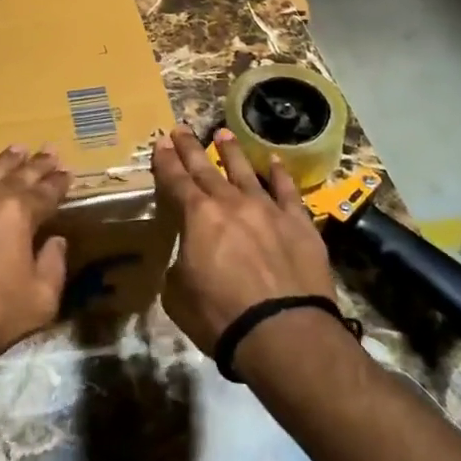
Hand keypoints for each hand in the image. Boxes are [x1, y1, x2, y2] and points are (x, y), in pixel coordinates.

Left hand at [0, 144, 70, 386]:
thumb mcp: (37, 303)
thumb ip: (53, 267)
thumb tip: (55, 241)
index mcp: (17, 212)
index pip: (45, 191)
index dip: (59, 182)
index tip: (67, 173)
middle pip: (17, 173)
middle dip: (36, 164)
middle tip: (49, 151)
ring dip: (4, 162)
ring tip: (17, 150)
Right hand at [152, 125, 336, 353]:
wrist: (283, 332)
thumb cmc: (221, 317)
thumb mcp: (178, 296)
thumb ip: (180, 267)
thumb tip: (188, 259)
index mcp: (198, 217)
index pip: (176, 181)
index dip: (166, 161)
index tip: (161, 141)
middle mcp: (231, 203)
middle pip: (207, 169)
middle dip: (191, 148)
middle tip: (181, 128)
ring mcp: (268, 209)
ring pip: (246, 171)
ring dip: (232, 151)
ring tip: (222, 133)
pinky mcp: (299, 223)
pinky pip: (287, 191)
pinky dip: (280, 174)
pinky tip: (275, 161)